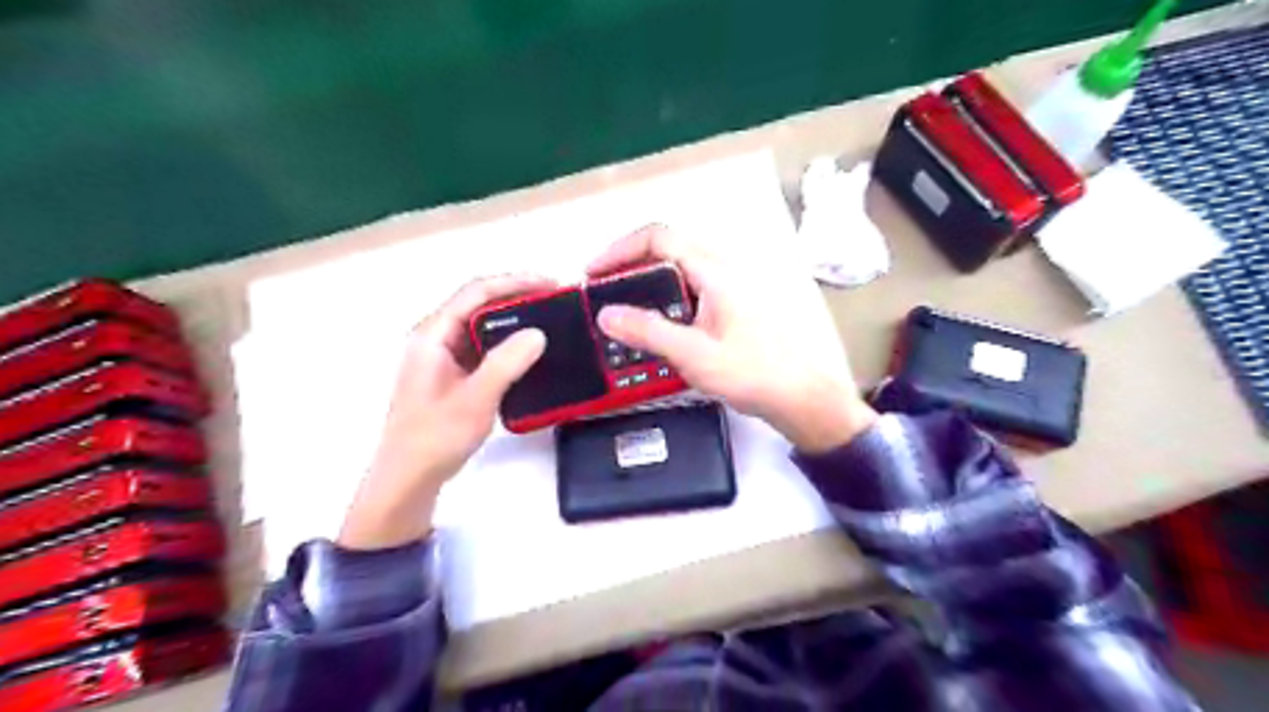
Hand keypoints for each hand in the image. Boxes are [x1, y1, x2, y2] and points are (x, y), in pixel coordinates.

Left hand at [339, 275, 552, 548]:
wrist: (409, 477)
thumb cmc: (434, 437)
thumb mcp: (475, 399)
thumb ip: (505, 363)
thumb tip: (538, 333)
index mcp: (433, 335)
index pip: (476, 292)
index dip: (515, 282)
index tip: (551, 285)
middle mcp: (436, 337)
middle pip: (479, 303)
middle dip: (519, 296)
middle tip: (556, 302)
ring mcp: (444, 356)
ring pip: (482, 324)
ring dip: (515, 318)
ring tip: (550, 320)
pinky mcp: (454, 373)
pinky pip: (484, 345)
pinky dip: (508, 341)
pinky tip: (530, 350)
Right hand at [593, 225, 873, 453]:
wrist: (800, 395)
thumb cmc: (755, 373)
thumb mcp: (695, 355)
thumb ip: (649, 332)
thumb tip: (607, 314)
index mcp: (714, 271)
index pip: (658, 238)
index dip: (620, 249)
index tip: (594, 273)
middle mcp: (721, 271)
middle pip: (665, 252)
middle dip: (628, 269)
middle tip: (602, 296)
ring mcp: (728, 288)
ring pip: (675, 274)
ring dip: (644, 288)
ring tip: (622, 316)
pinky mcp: (730, 307)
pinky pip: (687, 293)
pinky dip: (663, 304)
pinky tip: (655, 332)